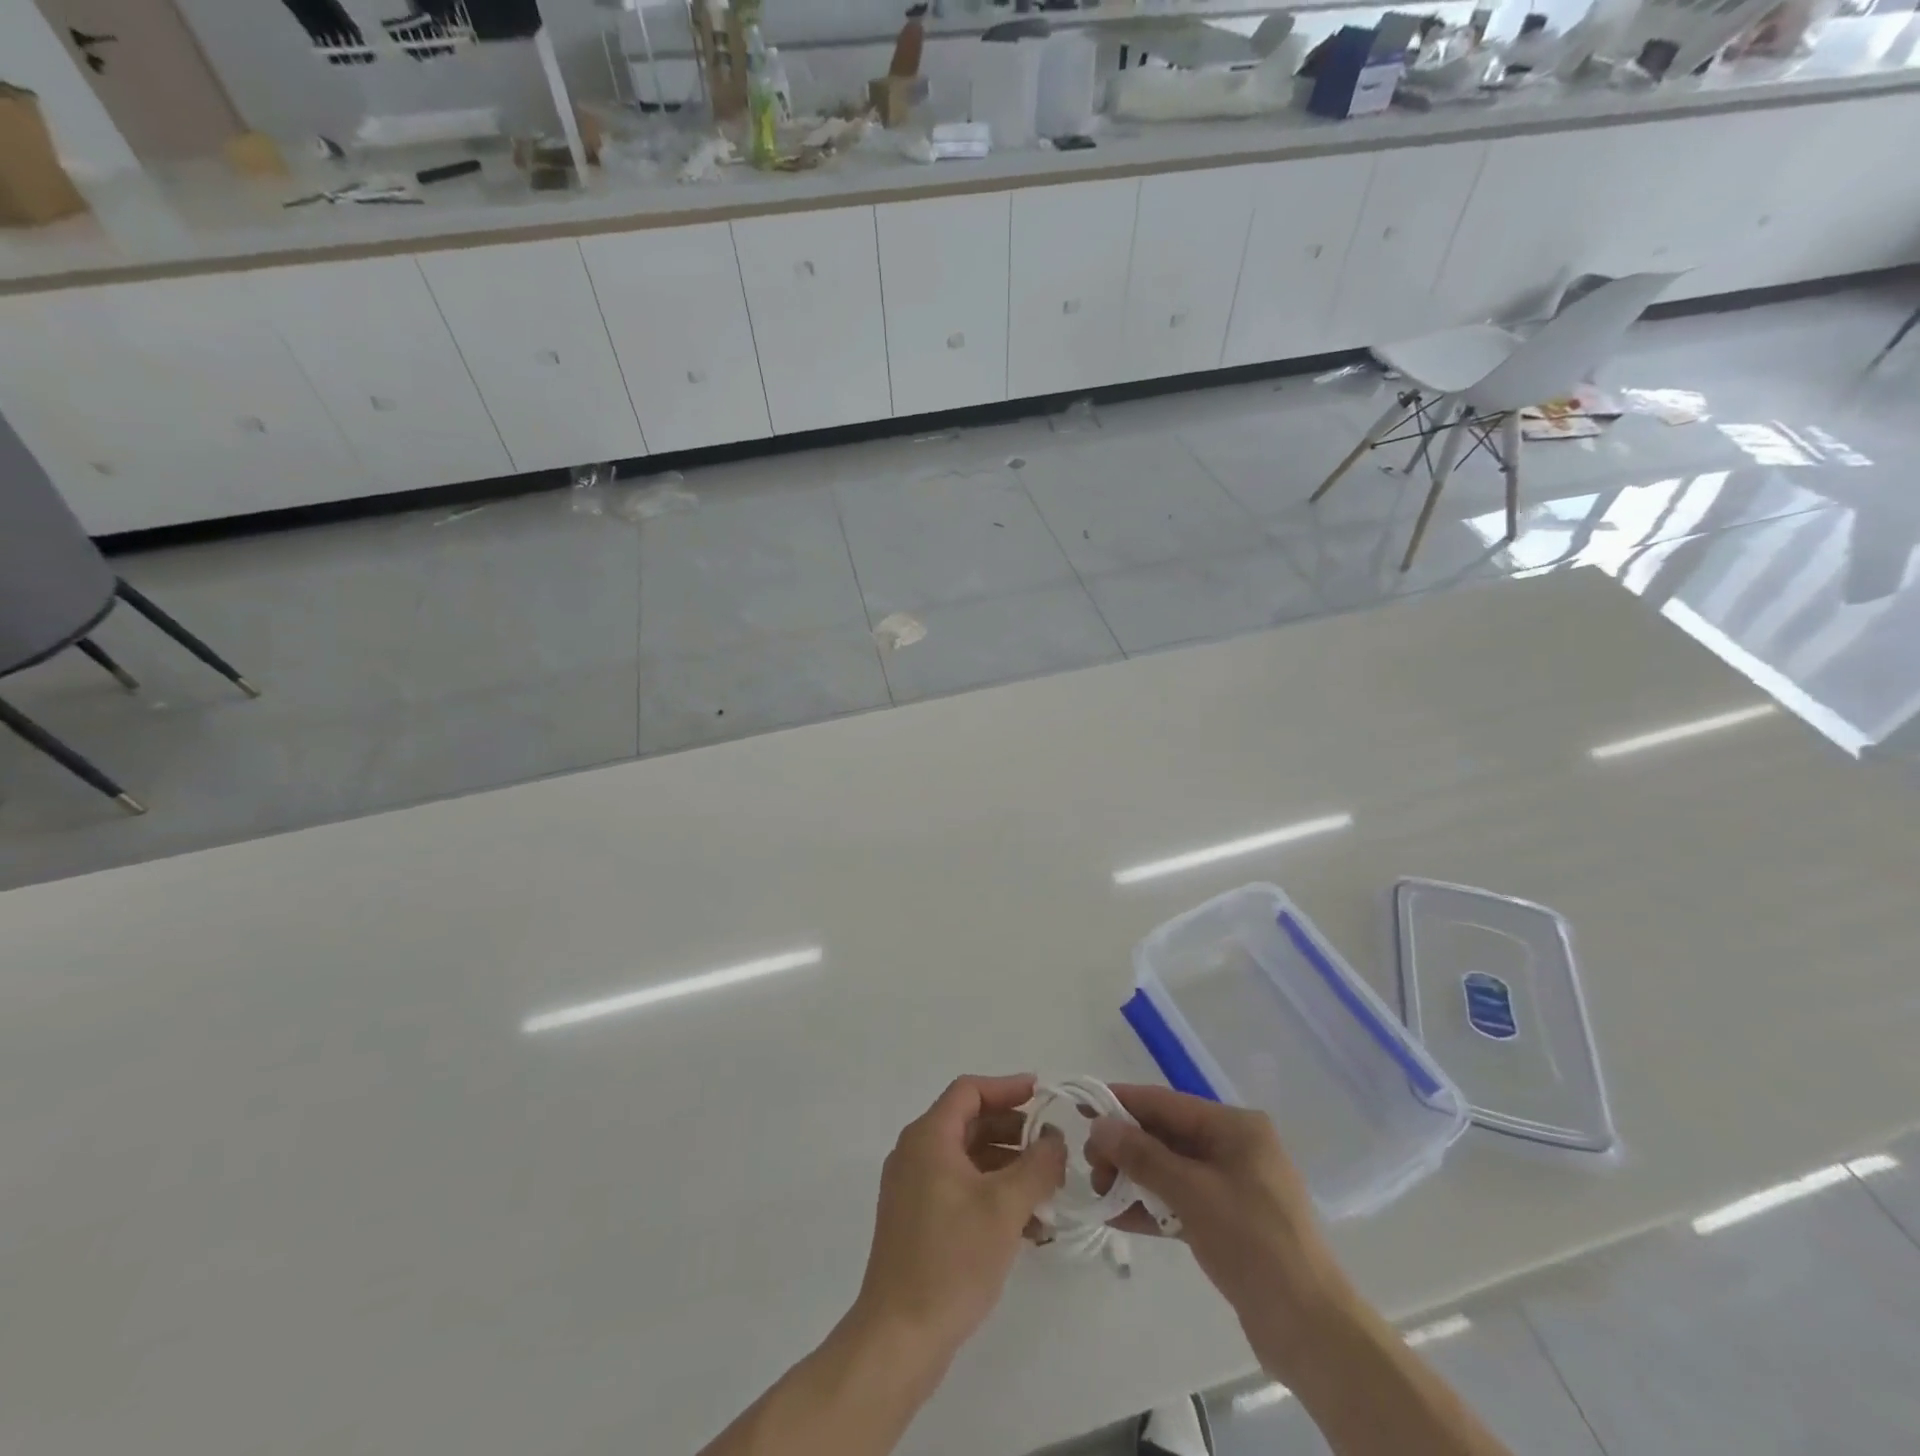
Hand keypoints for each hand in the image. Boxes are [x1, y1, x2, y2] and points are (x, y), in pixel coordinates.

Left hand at [851, 1074, 1065, 1366]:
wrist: (899, 1337)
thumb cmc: (952, 1260)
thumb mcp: (1005, 1207)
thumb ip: (1037, 1165)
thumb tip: (1055, 1138)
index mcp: (928, 1137)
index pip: (969, 1091)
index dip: (1007, 1088)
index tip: (1043, 1095)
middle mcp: (916, 1154)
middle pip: (969, 1123)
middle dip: (1014, 1132)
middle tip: (1052, 1147)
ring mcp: (913, 1189)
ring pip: (968, 1160)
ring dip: (1008, 1168)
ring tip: (1048, 1190)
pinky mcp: (917, 1221)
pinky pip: (960, 1190)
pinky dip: (992, 1195)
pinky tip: (1027, 1225)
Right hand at [1086, 1084, 1355, 1379]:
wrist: (1311, 1330)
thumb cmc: (1253, 1243)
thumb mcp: (1192, 1192)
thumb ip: (1143, 1155)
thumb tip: (1100, 1125)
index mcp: (1235, 1127)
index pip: (1166, 1104)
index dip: (1122, 1103)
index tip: (1082, 1107)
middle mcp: (1235, 1147)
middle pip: (1167, 1135)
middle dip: (1126, 1147)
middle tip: (1090, 1166)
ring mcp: (1233, 1186)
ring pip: (1171, 1169)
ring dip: (1135, 1178)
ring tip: (1100, 1193)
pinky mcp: (1229, 1222)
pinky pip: (1181, 1200)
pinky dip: (1152, 1206)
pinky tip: (1118, 1217)